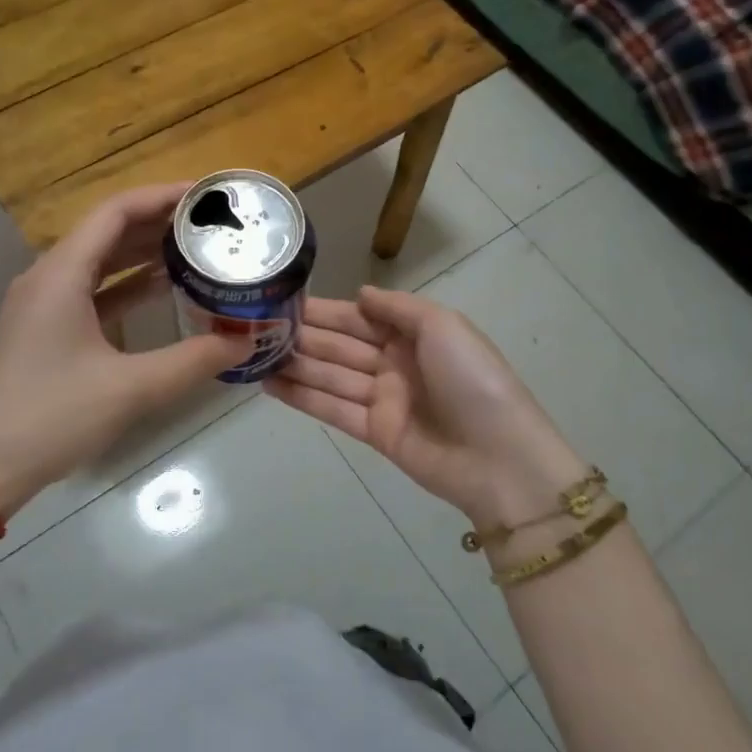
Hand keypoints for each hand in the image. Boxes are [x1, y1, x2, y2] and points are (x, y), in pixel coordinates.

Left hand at [0, 184, 247, 514]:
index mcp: (61, 274)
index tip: (205, 194)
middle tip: (210, 223)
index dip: (161, 196)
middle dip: (158, 222)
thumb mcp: (130, 388)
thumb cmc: (52, 417)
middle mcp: (48, 277)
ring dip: (143, 253)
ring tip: (195, 248)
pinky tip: (162, 291)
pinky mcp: (45, 330)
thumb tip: (244, 342)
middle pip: (107, 231)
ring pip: (99, 262)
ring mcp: (43, 304)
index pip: (115, 212)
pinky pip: (92, 290)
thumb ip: (192, 361)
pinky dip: (127, 286)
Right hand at [267, 286, 590, 525]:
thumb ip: (398, 307)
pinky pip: (333, 410)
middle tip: (256, 328)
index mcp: (414, 334)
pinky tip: (270, 385)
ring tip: (253, 356)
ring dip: (295, 366)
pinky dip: (303, 398)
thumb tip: (360, 293)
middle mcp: (395, 362)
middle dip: (303, 336)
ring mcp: (384, 399)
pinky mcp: (375, 433)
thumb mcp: (443, 326)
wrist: (498, 457)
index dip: (324, 310)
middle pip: (341, 345)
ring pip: (331, 376)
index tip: (285, 302)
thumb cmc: (472, 380)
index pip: (359, 317)